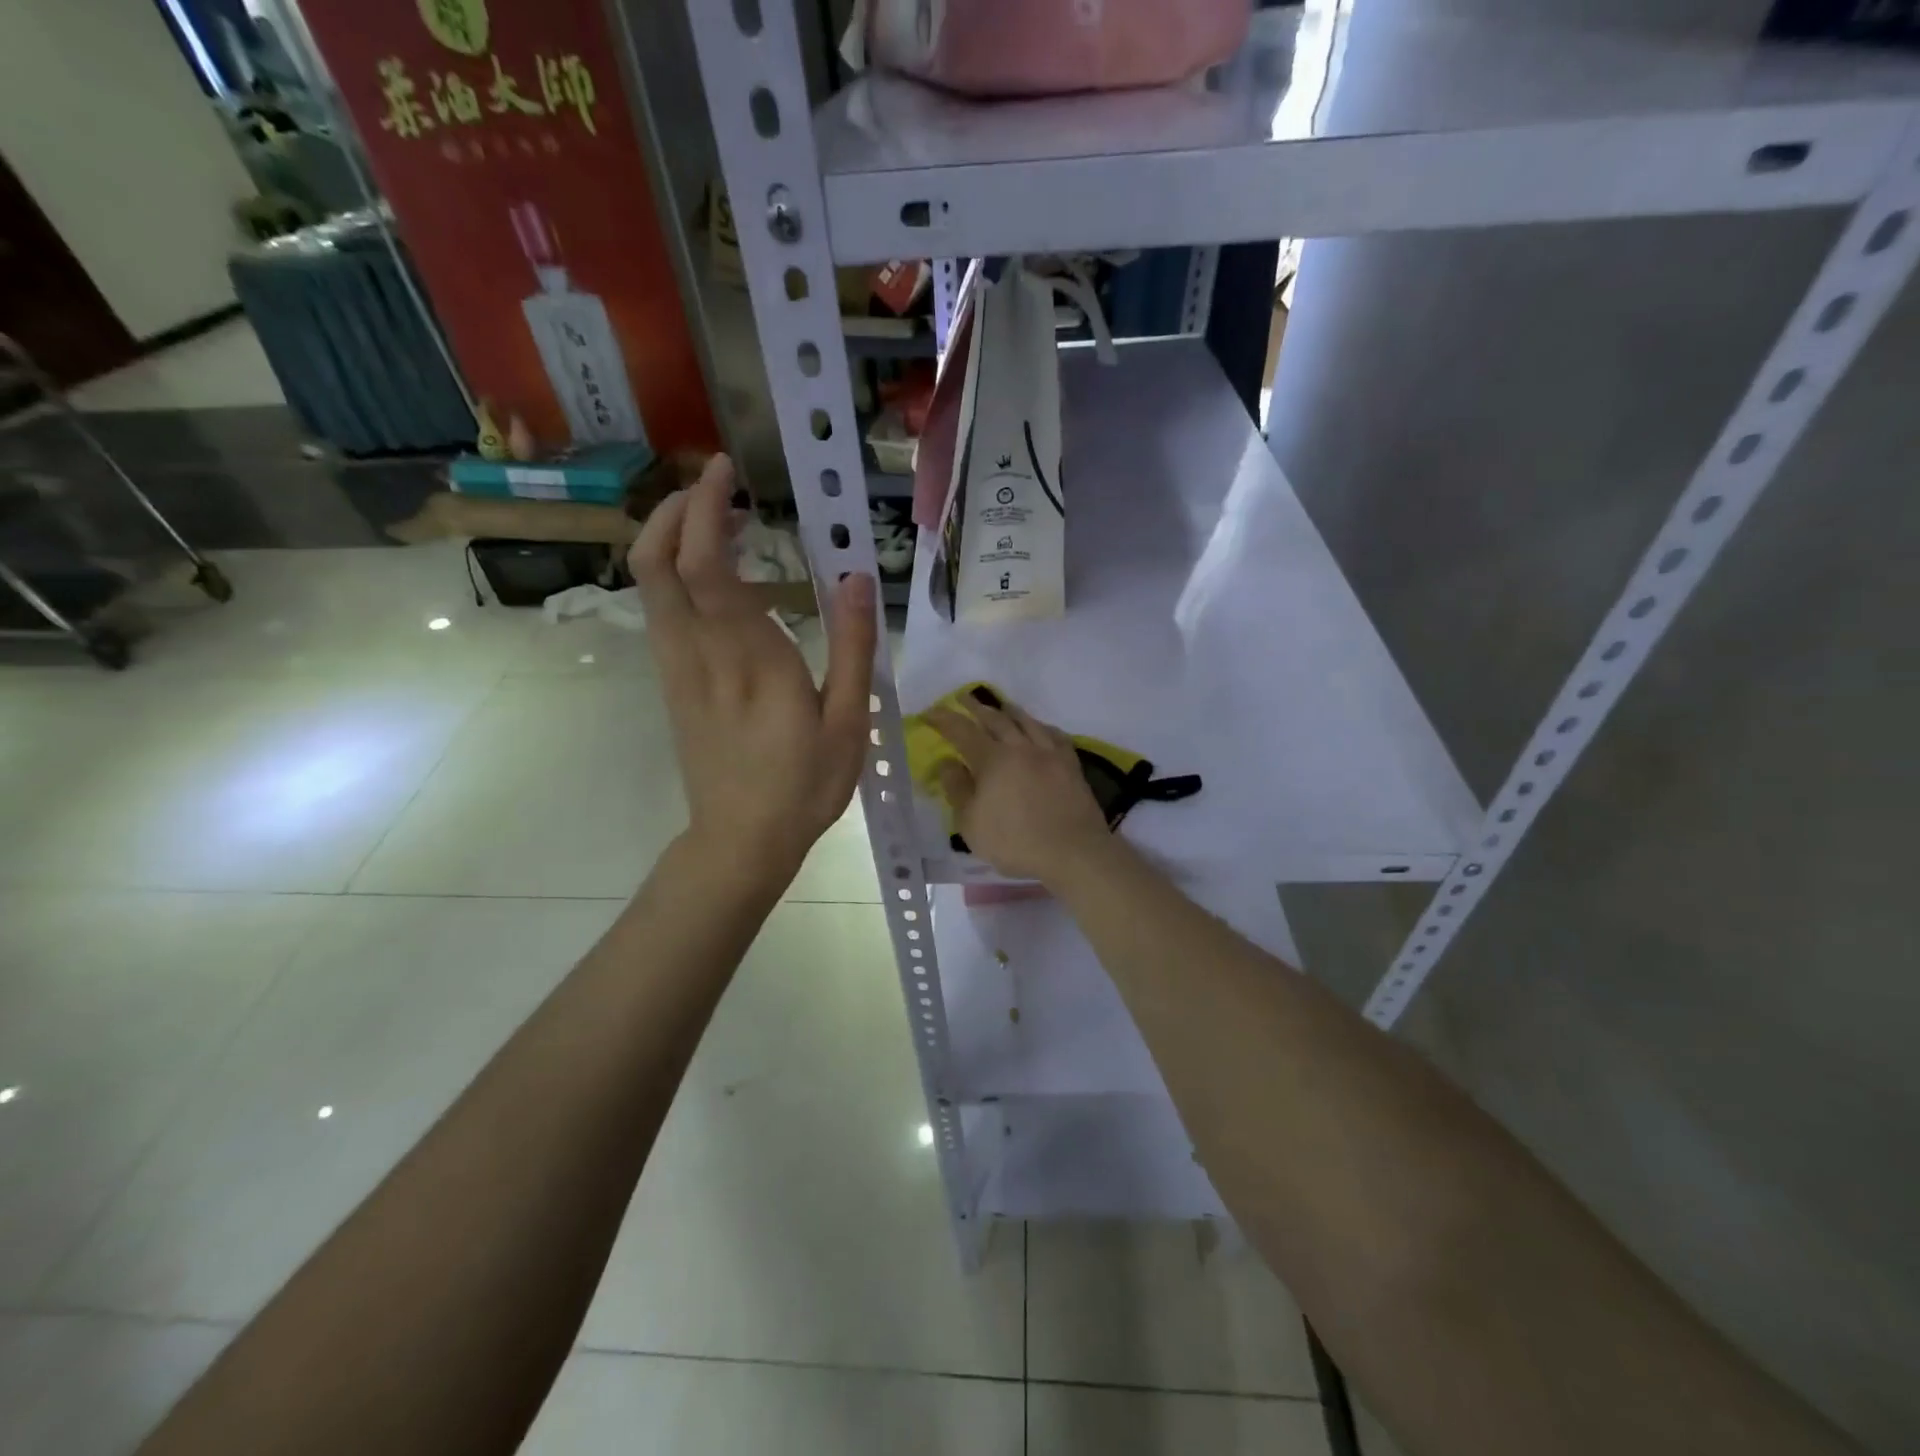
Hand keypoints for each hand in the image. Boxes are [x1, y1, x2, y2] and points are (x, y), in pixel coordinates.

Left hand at [630, 455, 875, 886]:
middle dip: (674, 510)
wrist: (740, 840)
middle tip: (716, 488)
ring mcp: (677, 668)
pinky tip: (716, 579)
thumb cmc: (803, 785)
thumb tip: (857, 578)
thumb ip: (852, 647)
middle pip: (656, 562)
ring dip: (672, 538)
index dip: (707, 509)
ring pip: (650, 585)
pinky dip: (676, 574)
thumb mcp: (847, 722)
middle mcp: (699, 653)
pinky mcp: (672, 683)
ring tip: (725, 525)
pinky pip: (660, 611)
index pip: (707, 565)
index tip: (725, 471)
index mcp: (748, 658)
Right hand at [924, 696, 1111, 883]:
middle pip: (996, 719)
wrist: (1073, 852)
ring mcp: (1049, 753)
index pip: (962, 731)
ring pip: (1027, 721)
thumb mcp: (971, 823)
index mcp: (993, 759)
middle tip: (963, 697)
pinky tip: (1040, 729)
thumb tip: (948, 762)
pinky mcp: (1071, 765)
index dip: (944, 719)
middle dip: (976, 707)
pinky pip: (1054, 735)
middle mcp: (1021, 747)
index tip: (930, 712)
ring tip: (1000, 705)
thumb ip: (957, 789)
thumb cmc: (1015, 842)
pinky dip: (1041, 726)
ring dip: (1009, 710)